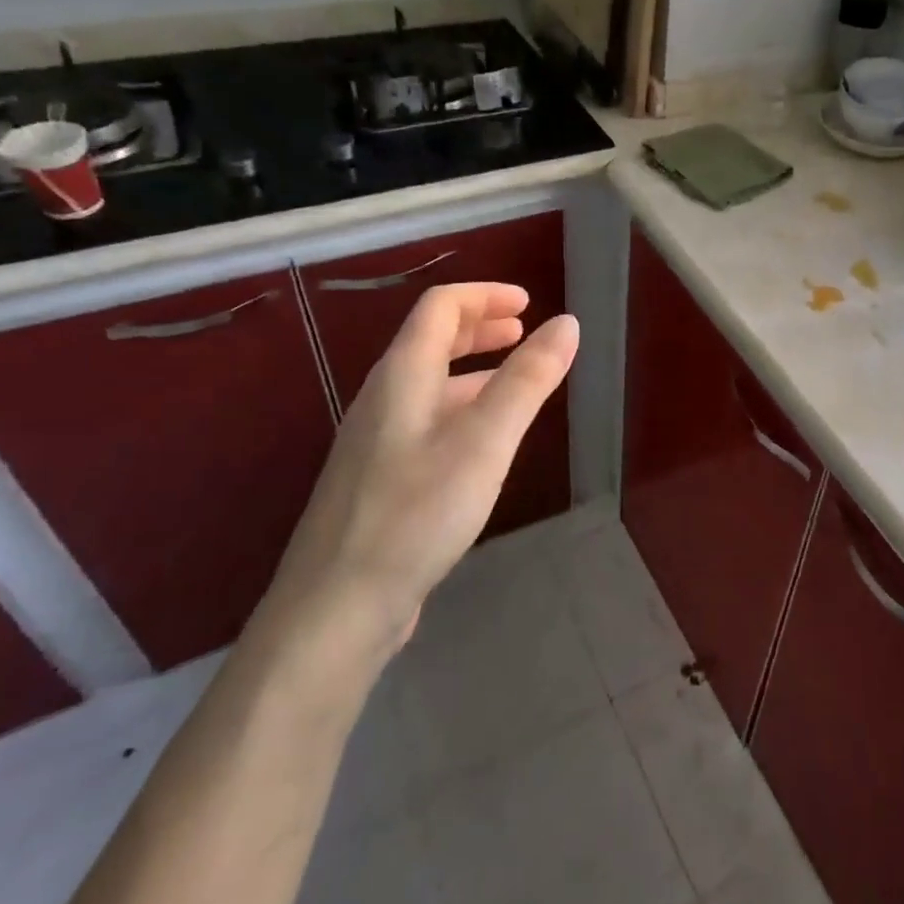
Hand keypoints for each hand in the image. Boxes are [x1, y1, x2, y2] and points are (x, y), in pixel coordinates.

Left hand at [260, 282, 579, 669]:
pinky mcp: (381, 480)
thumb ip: (528, 379)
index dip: (484, 296)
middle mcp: (384, 399)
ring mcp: (377, 442)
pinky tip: (486, 441)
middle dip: (480, 327)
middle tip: (524, 332)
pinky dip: (464, 407)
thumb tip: (566, 323)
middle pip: (431, 341)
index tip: (529, 303)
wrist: (337, 608)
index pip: (440, 308)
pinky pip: (428, 421)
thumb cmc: (416, 513)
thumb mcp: (485, 441)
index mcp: (403, 376)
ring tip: (518, 380)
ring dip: (475, 368)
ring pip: (431, 384)